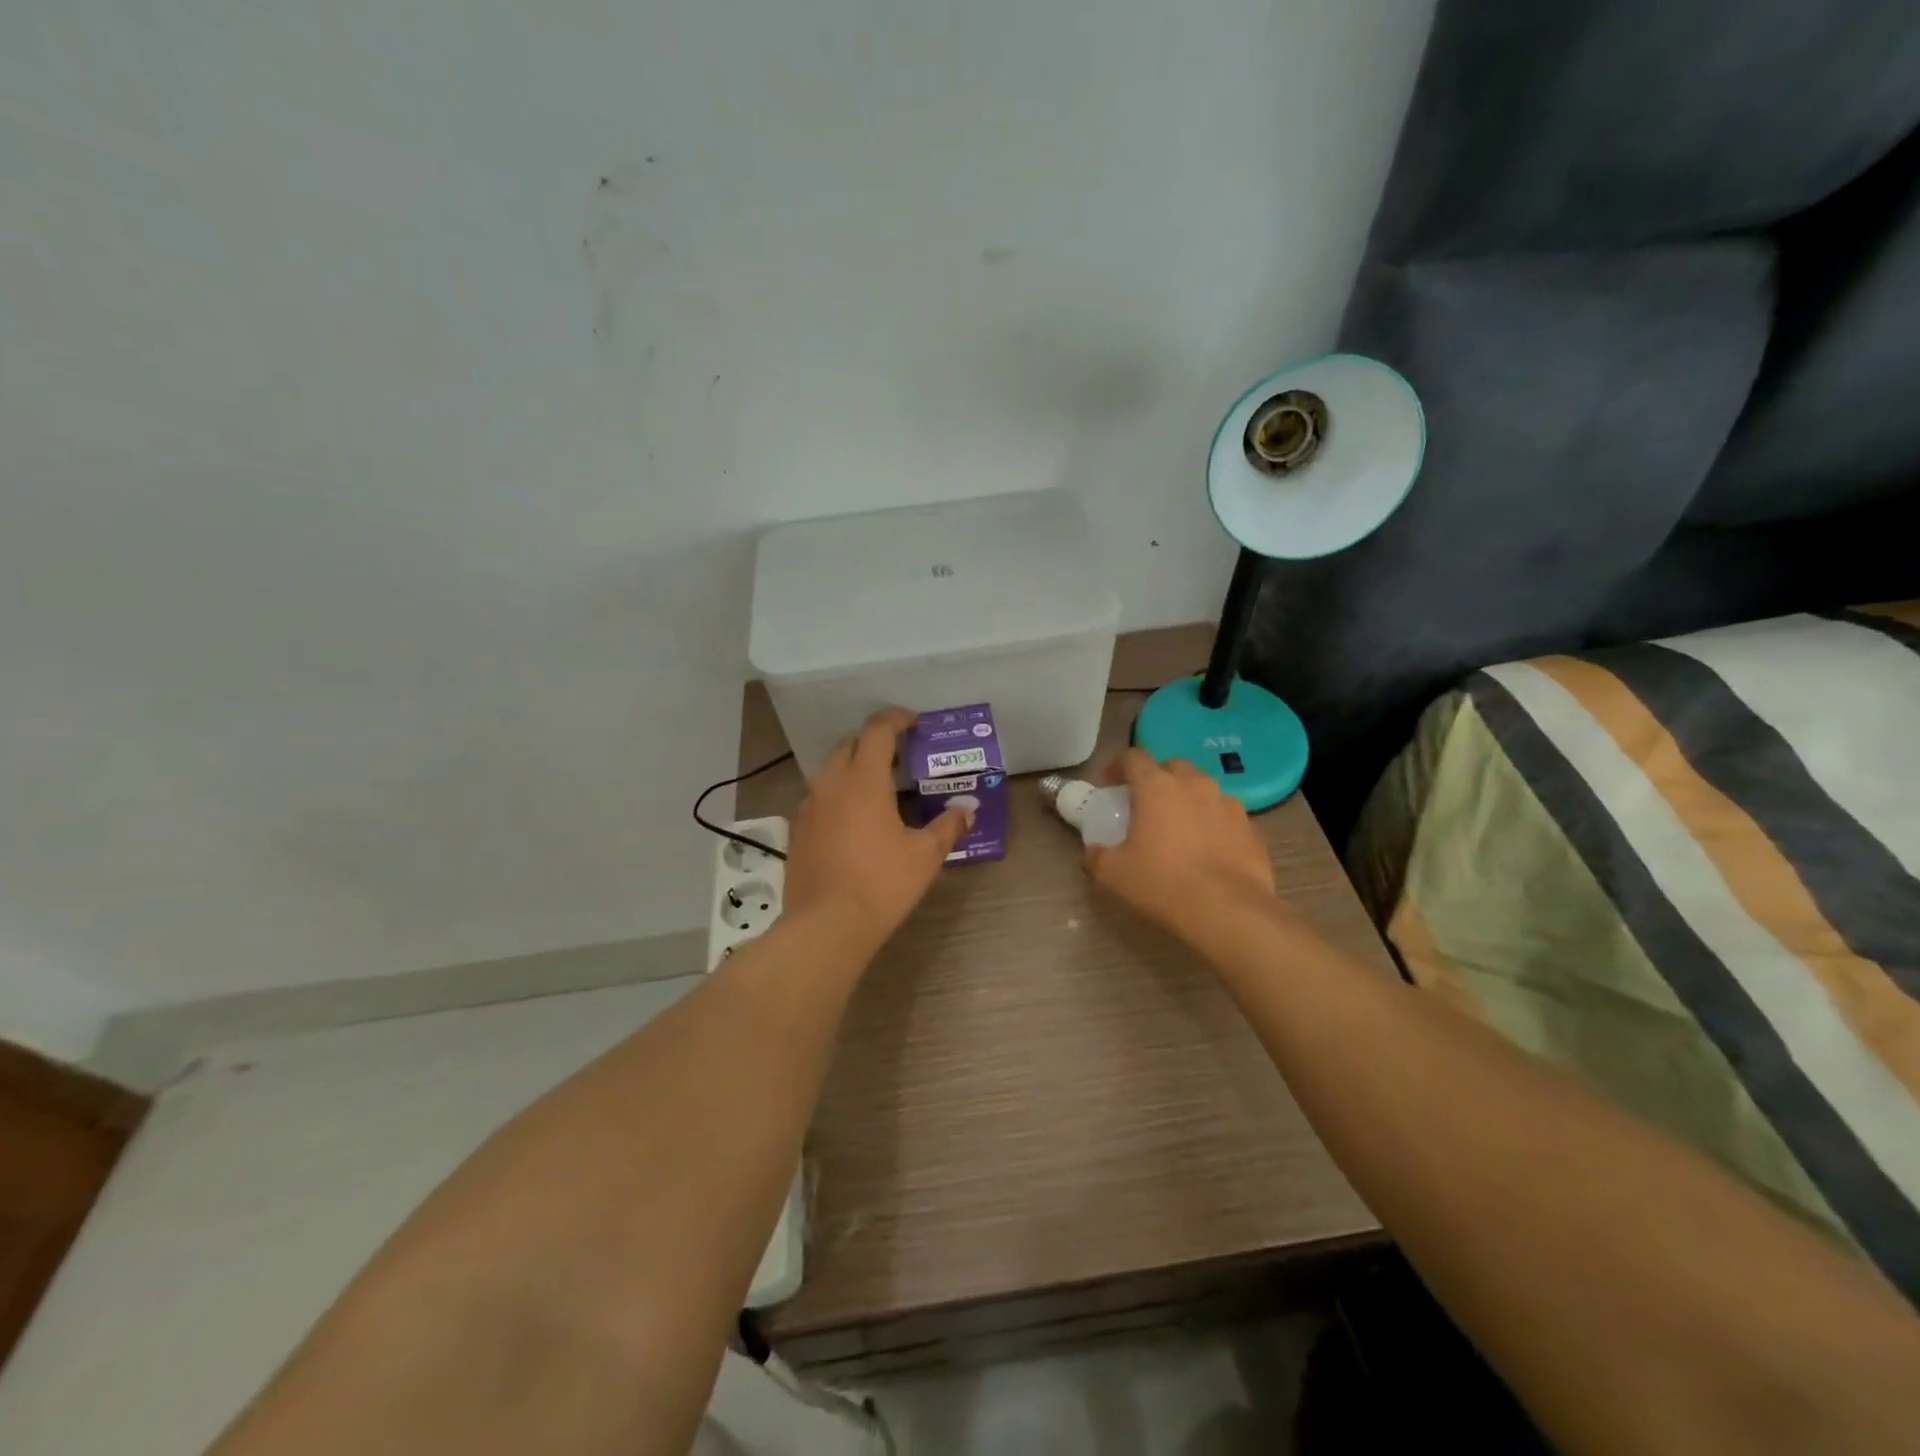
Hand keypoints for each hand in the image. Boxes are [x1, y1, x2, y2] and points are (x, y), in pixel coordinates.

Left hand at [784, 708, 970, 954]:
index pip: (877, 731)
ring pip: (830, 769)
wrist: (825, 926)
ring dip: (853, 766)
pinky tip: (854, 818)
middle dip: (873, 740)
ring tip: (878, 785)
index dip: (896, 719)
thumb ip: (948, 827)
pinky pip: (819, 796)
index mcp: (864, 780)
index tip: (912, 721)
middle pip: (849, 744)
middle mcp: (831, 784)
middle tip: (899, 753)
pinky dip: (838, 793)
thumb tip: (968, 810)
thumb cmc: (881, 884)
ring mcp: (809, 807)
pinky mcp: (798, 830)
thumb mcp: (925, 856)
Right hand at [1083, 749, 1276, 945]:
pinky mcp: (1250, 828)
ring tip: (1179, 828)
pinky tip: (1207, 849)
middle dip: (1156, 779)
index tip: (1109, 785)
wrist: (1228, 912)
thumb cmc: (1163, 884)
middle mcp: (1194, 785)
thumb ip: (1097, 857)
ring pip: (1202, 790)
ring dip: (1187, 800)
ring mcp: (1227, 805)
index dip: (1118, 767)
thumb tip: (1093, 852)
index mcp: (1157, 787)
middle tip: (1145, 805)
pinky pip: (1224, 816)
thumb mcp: (1113, 874)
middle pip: (1172, 767)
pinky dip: (1212, 824)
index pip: (1133, 757)